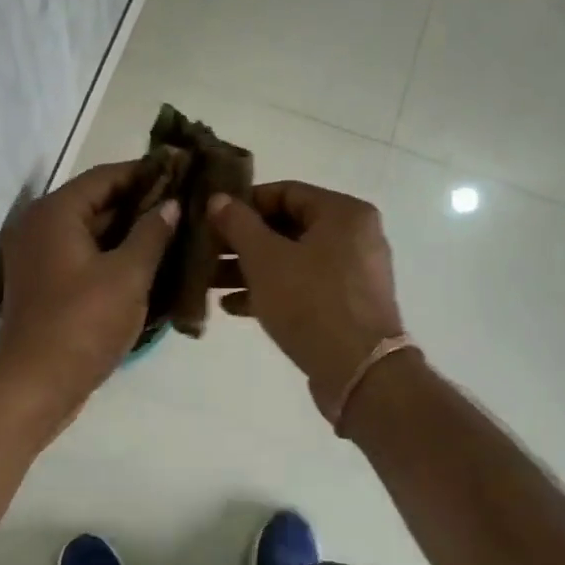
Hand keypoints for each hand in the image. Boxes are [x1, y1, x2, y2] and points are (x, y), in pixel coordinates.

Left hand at [0, 161, 178, 428]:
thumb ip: (152, 233)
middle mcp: (40, 226)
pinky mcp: (44, 283)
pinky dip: (113, 255)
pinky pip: (84, 256)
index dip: (146, 172)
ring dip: (130, 231)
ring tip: (176, 231)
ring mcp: (39, 257)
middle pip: (97, 202)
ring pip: (92, 232)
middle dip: (141, 203)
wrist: (36, 385)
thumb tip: (170, 205)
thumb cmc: (83, 323)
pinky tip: (149, 262)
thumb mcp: (128, 275)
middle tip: (185, 204)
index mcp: (55, 213)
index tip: (183, 171)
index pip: (105, 176)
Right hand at [208, 182, 404, 417]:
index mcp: (343, 213)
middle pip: (288, 227)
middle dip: (242, 241)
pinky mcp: (346, 305)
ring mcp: (353, 273)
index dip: (244, 202)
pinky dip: (271, 290)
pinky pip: (303, 287)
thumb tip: (218, 199)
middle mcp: (354, 236)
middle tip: (206, 251)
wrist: (359, 372)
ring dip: (250, 269)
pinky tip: (232, 306)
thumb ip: (238, 224)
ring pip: (292, 260)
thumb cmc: (311, 303)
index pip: (285, 192)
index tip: (211, 218)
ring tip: (209, 281)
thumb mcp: (265, 259)